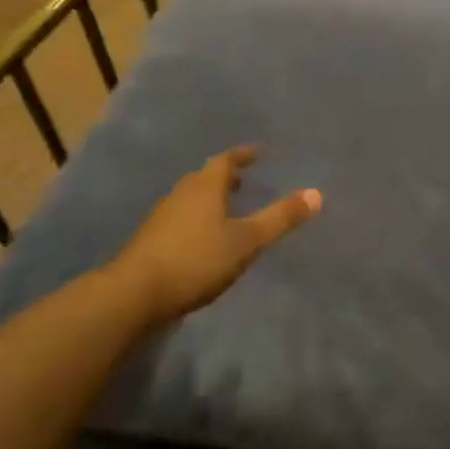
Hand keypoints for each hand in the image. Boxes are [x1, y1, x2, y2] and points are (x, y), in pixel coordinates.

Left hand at [110, 146, 320, 326]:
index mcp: (204, 186)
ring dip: (210, 198)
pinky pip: (180, 218)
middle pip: (205, 177)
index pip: (226, 160)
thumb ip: (280, 218)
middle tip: (244, 181)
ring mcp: (162, 217)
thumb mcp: (246, 241)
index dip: (243, 155)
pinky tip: (203, 239)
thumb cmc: (195, 260)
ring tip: (227, 209)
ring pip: (191, 198)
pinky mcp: (150, 240)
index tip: (258, 153)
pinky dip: (197, 218)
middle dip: (225, 177)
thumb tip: (317, 193)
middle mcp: (181, 194)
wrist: (133, 295)